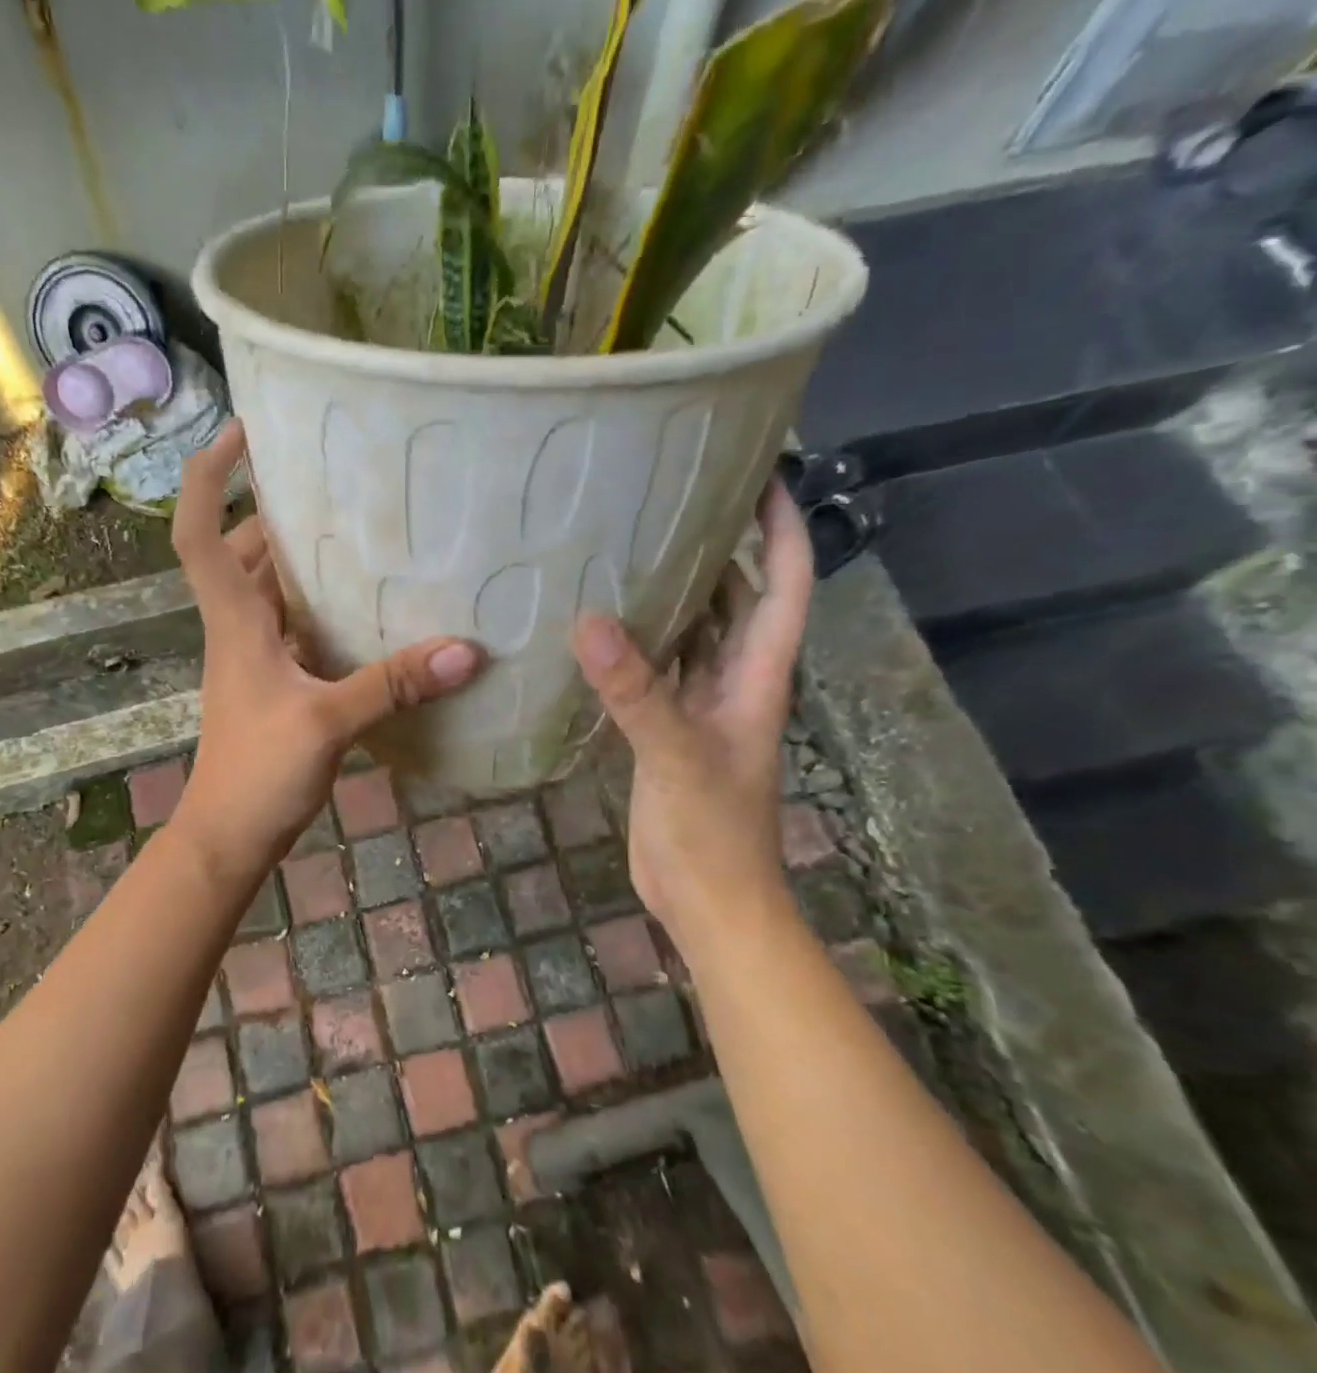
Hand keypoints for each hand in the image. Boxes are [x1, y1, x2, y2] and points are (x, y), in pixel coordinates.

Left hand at [167, 421, 482, 884]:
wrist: (228, 836)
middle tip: (337, 481)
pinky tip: (370, 606)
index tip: (243, 430)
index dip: (207, 474)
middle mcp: (238, 627)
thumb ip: (393, 684)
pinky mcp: (276, 682)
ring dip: (304, 558)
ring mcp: (255, 656)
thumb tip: (466, 650)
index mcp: (234, 620)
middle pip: (243, 550)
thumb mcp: (326, 723)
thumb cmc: (257, 773)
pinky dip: (323, 607)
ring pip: (272, 588)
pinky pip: (296, 626)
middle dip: (278, 510)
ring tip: (363, 529)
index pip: (196, 530)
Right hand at [571, 479, 812, 944]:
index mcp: (756, 675)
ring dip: (674, 591)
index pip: (783, 584)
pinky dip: (635, 642)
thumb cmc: (712, 831)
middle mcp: (733, 680)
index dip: (781, 528)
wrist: (706, 899)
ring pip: (694, 632)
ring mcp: (698, 706)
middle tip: (671, 497)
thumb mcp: (675, 755)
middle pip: (737, 598)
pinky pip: (655, 668)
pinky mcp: (664, 729)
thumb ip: (636, 691)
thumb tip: (588, 620)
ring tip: (628, 544)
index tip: (762, 473)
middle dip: (720, 546)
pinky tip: (598, 624)